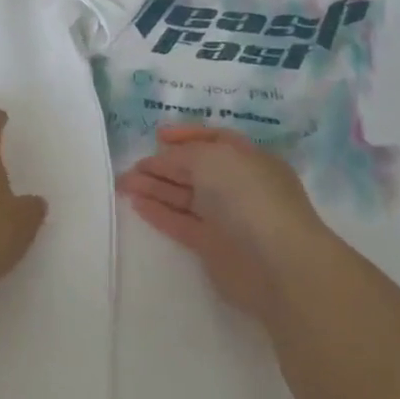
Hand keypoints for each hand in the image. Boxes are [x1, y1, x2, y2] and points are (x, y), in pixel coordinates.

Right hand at [116, 125, 337, 324]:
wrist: (276, 263)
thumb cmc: (248, 197)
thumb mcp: (212, 158)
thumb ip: (182, 155)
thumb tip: (162, 160)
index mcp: (248, 159)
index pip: (215, 140)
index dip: (187, 135)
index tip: (158, 136)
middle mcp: (239, 186)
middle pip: (195, 170)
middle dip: (163, 165)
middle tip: (131, 166)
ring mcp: (226, 218)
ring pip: (184, 197)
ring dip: (155, 188)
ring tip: (124, 184)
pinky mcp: (212, 247)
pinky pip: (181, 223)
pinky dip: (159, 213)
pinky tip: (136, 204)